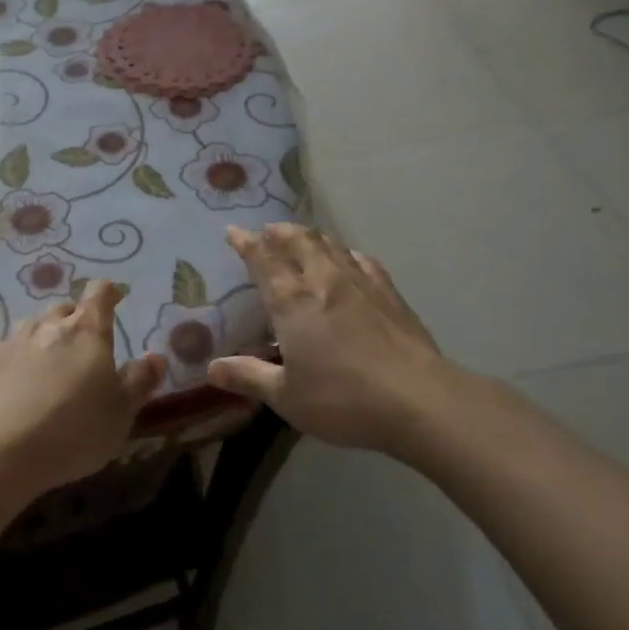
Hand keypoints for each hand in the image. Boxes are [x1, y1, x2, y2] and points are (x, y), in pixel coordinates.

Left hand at [0, 279, 165, 494]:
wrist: (0, 450)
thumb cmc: (74, 429)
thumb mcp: (121, 412)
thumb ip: (139, 381)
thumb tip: (156, 357)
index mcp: (87, 330)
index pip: (100, 293)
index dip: (108, 293)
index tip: (114, 299)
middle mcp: (48, 325)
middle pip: (64, 308)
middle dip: (75, 319)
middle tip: (83, 344)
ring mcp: (11, 341)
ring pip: (31, 325)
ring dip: (41, 336)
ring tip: (46, 360)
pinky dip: (5, 353)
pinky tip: (4, 368)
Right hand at [208, 224, 462, 461]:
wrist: (418, 399)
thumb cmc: (342, 399)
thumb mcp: (286, 396)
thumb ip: (248, 377)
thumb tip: (210, 369)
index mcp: (292, 301)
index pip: (263, 260)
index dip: (246, 243)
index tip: (233, 231)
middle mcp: (323, 281)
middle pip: (299, 241)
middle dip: (280, 232)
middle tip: (269, 230)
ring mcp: (360, 283)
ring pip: (331, 246)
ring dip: (312, 237)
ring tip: (302, 237)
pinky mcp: (389, 294)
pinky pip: (363, 261)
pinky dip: (348, 253)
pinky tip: (349, 259)